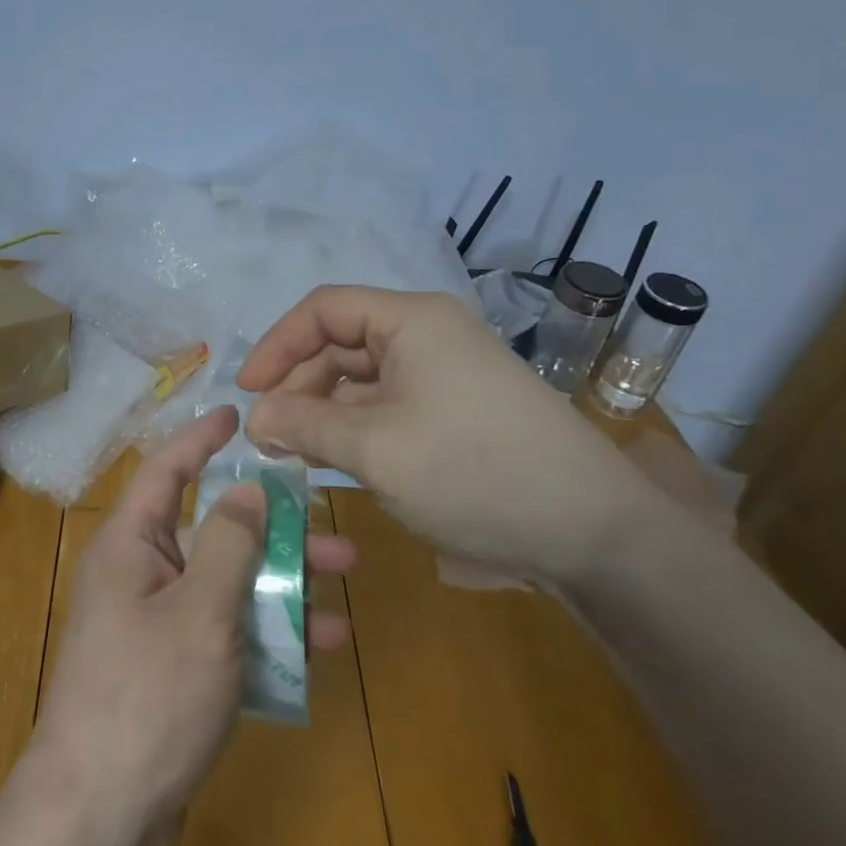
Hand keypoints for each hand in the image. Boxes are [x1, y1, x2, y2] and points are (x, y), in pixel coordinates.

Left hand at [27, 407, 354, 845]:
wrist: (98, 817)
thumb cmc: (146, 695)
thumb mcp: (198, 612)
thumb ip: (228, 543)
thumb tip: (247, 487)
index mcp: (131, 543)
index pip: (167, 469)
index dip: (202, 438)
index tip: (239, 413)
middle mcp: (142, 572)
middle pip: (212, 529)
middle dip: (271, 524)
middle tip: (329, 520)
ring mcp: (158, 622)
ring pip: (228, 581)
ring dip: (281, 578)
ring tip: (344, 576)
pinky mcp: (175, 667)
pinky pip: (228, 630)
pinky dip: (269, 630)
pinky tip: (321, 642)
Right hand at [238, 285, 658, 585]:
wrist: (598, 536)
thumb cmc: (476, 473)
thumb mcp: (376, 449)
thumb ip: (304, 424)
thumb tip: (255, 417)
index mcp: (411, 321)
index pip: (323, 310)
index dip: (277, 345)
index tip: (247, 392)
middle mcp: (428, 335)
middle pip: (340, 344)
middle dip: (299, 386)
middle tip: (270, 436)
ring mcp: (446, 374)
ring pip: (362, 380)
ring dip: (324, 412)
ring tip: (296, 454)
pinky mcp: (457, 411)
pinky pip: (389, 406)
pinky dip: (356, 429)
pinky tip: (336, 462)